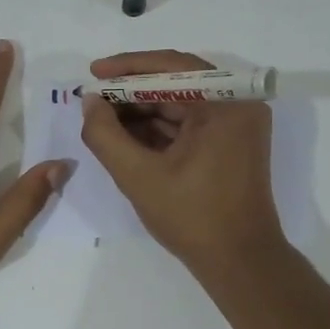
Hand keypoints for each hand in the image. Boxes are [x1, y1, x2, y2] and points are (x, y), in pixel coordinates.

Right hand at [79, 50, 287, 274]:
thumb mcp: (138, 176)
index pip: (172, 66)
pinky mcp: (231, 144)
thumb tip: (90, 102)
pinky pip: (190, 124)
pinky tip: (125, 136)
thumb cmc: (192, 217)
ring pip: (181, 104)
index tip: (93, 73)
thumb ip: (105, 135)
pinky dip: (159, 128)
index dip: (127, 67)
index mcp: (226, 103)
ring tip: (102, 118)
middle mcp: (238, 105)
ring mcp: (237, 125)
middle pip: (177, 84)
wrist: (239, 262)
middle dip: (132, 92)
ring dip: (142, 111)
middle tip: (93, 99)